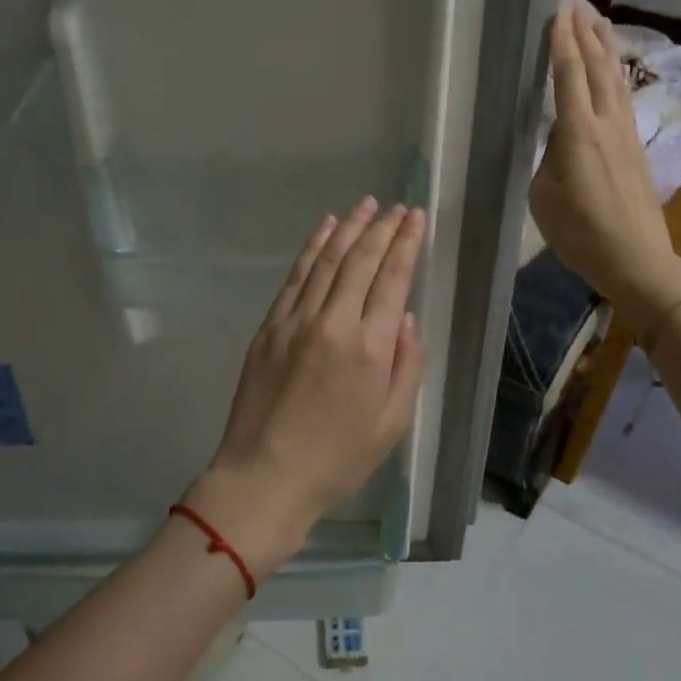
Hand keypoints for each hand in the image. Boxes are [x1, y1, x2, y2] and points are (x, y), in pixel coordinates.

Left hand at [185, 198, 427, 577]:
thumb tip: (405, 318)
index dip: (405, 244)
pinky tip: (325, 230)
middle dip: (382, 228)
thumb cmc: (337, 458)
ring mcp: (295, 321)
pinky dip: (312, 248)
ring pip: (326, 261)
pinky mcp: (269, 327)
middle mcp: (333, 323)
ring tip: (366, 205)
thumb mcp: (392, 423)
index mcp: (370, 348)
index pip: (392, 279)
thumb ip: (407, 365)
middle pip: (360, 261)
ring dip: (348, 228)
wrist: (265, 476)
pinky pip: (295, 277)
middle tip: (397, 207)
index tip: (415, 218)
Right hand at [529, 8, 680, 311]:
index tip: (556, 10)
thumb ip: (546, 158)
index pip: (569, 75)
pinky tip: (613, 70)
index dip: (562, 41)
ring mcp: (626, 133)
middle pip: (599, 65)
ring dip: (605, 46)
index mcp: (578, 133)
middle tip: (575, 1)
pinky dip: (615, 72)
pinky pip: (623, 96)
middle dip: (586, 31)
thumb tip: (553, 141)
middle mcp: (606, 123)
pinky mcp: (635, 146)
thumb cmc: (580, 232)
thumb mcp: (543, 196)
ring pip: (616, 78)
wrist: (635, 258)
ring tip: (596, 20)